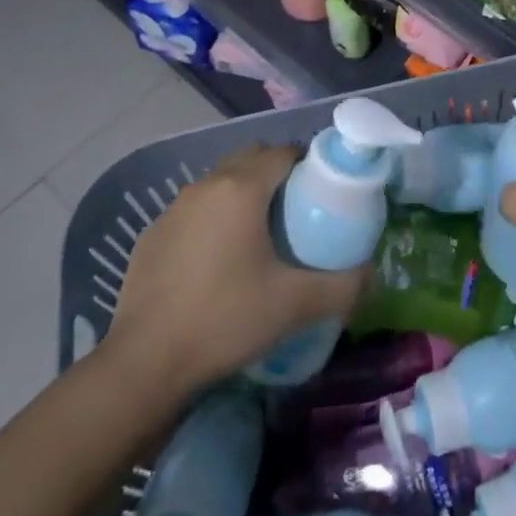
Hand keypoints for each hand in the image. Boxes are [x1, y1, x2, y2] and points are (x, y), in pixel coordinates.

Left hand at [104, 145, 365, 395]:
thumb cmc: (225, 319)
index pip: (283, 152)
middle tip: (296, 210)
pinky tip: (217, 263)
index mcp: (241, 188)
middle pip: (249, 158)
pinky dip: (211, 221)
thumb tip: (372, 276)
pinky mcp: (150, 236)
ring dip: (242, 195)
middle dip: (276, 173)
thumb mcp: (295, 304)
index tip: (323, 192)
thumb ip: (344, 286)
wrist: (144, 364)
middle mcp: (204, 186)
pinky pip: (192, 212)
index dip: (308, 164)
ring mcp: (172, 210)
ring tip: (259, 236)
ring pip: (218, 183)